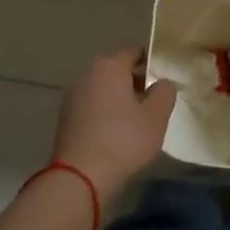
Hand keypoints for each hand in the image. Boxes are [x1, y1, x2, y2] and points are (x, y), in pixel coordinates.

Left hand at [51, 49, 177, 201]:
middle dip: (136, 82)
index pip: (134, 53)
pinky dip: (104, 114)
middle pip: (116, 71)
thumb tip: (162, 83)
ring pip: (103, 90)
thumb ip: (165, 92)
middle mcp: (86, 75)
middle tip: (155, 102)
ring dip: (119, 100)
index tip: (165, 78)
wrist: (79, 176)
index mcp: (109, 66)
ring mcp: (72, 97)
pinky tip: (116, 135)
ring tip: (137, 121)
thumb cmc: (123, 140)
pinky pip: (91, 108)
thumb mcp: (156, 116)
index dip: (152, 62)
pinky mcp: (64, 119)